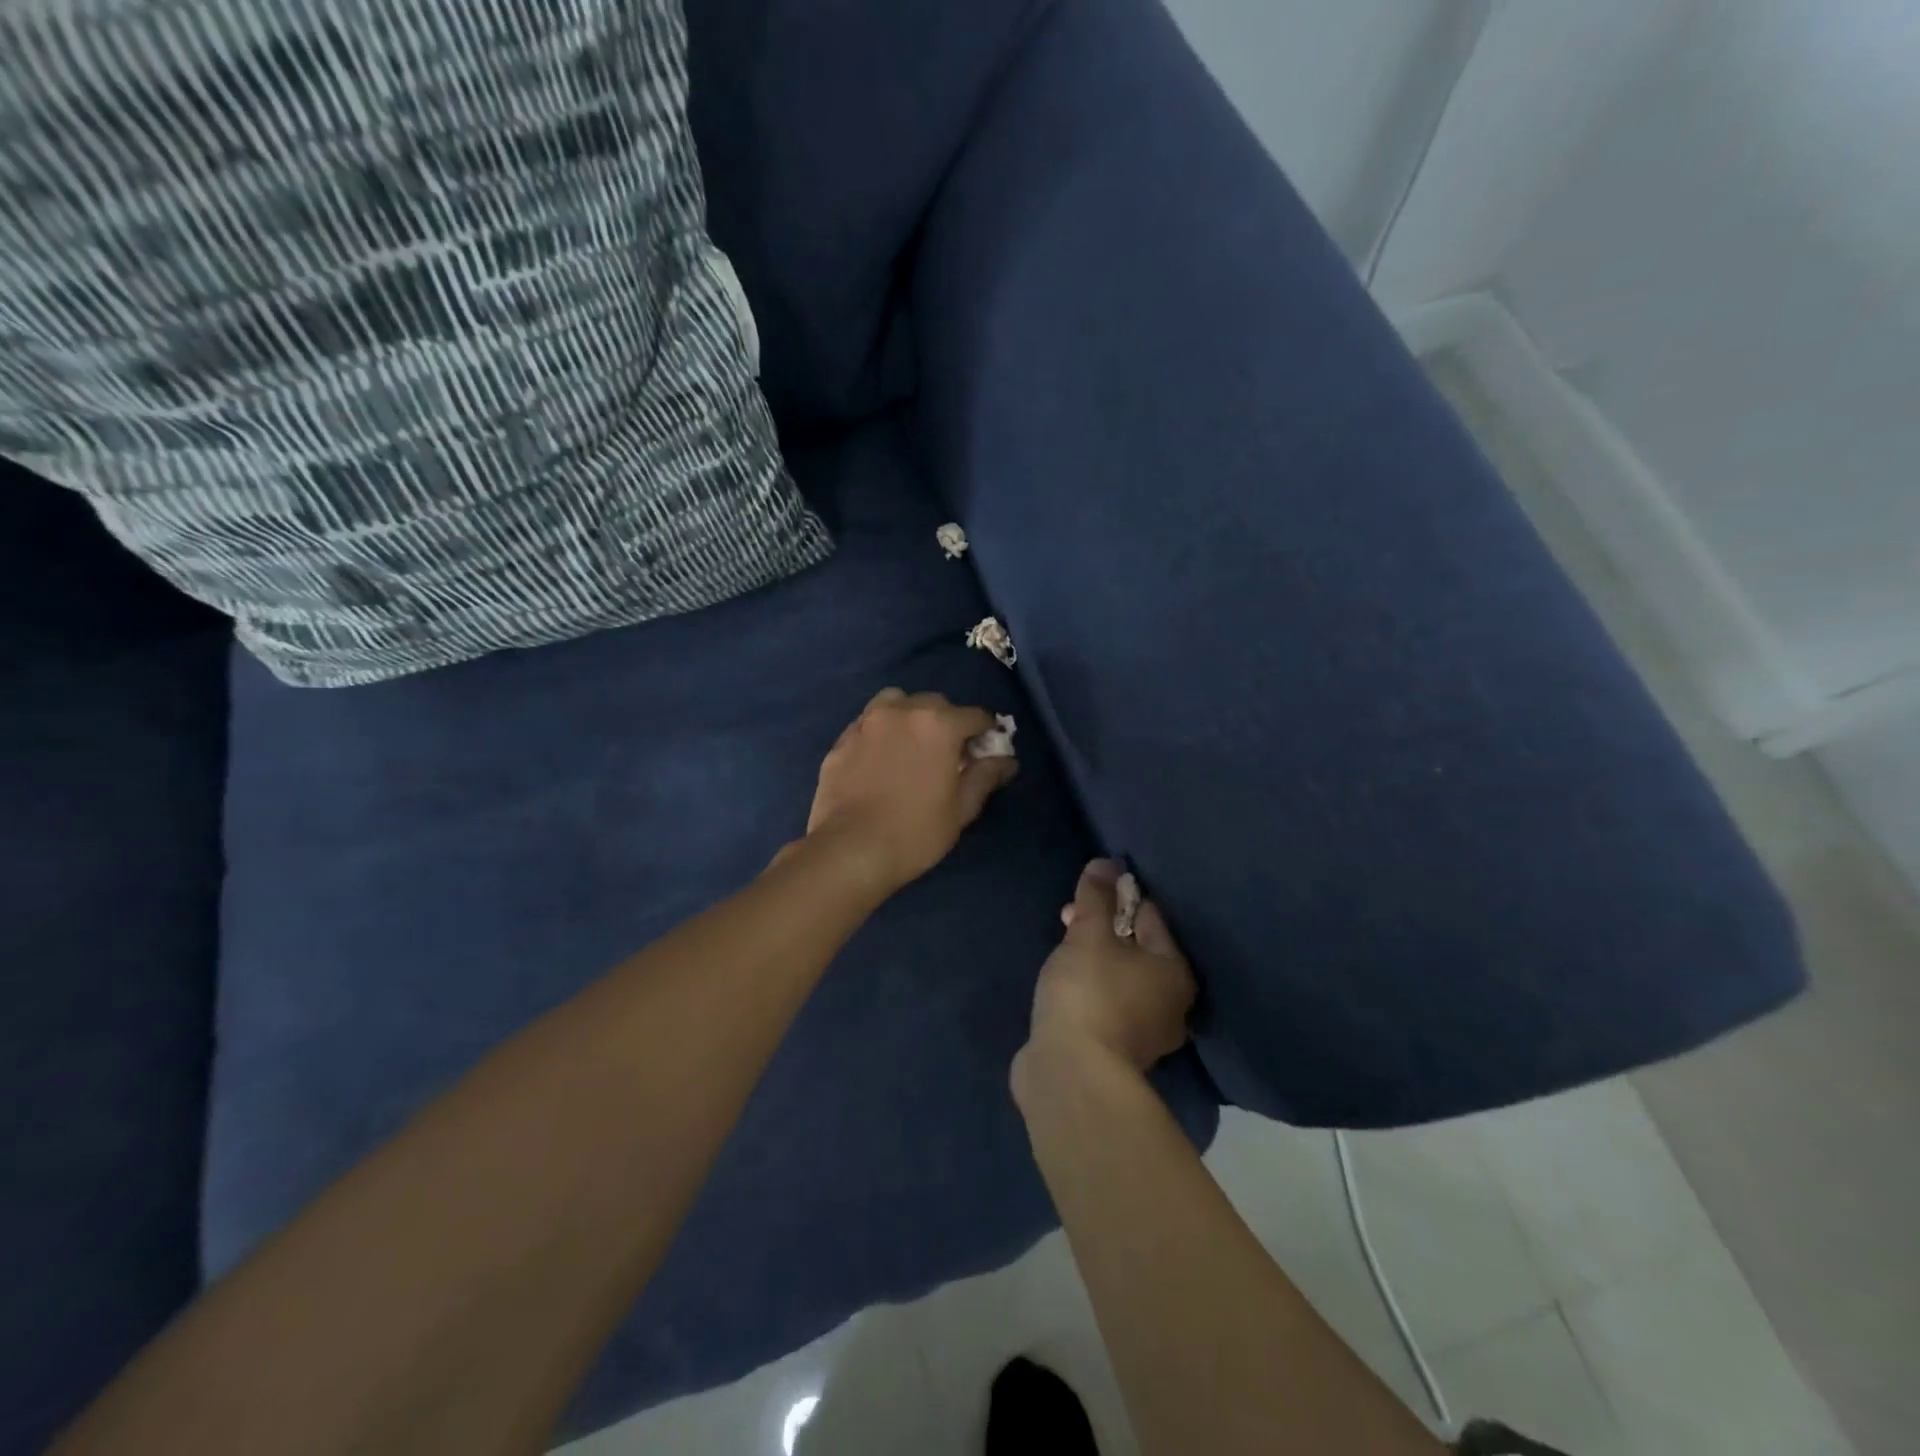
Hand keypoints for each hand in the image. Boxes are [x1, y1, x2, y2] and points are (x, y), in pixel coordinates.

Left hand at [804, 688, 1017, 894]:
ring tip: (913, 744)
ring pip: (896, 702)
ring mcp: (867, 722)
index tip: (987, 751)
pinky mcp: (842, 739)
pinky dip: (882, 731)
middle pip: (935, 703)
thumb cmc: (915, 832)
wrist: (849, 850)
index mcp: (939, 724)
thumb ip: (985, 776)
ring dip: (912, 715)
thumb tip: (1007, 760)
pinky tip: (882, 757)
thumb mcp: (961, 809)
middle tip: (950, 753)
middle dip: (949, 721)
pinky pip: (869, 722)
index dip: (987, 732)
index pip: (975, 716)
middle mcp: (902, 710)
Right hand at [1018, 860, 1195, 1079]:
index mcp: (1175, 972)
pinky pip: (1104, 1003)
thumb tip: (1106, 862)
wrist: (1071, 1074)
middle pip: (1135, 949)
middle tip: (1069, 919)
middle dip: (1102, 929)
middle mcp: (1170, 1005)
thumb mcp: (1089, 934)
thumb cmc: (1090, 993)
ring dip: (1093, 959)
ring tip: (1061, 949)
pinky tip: (1064, 985)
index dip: (1119, 896)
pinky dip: (1088, 989)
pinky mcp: (1115, 1053)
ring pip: (1119, 978)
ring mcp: (1144, 1034)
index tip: (1088, 892)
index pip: (1150, 916)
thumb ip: (1096, 897)